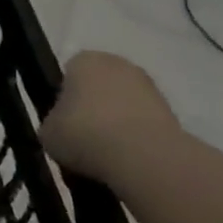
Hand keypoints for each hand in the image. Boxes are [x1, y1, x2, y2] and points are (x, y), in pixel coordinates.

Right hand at [41, 51, 181, 185]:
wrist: (144, 158)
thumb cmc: (84, 134)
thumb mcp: (48, 132)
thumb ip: (52, 123)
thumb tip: (62, 129)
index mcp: (83, 60)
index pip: (68, 74)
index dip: (64, 100)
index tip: (63, 124)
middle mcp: (118, 64)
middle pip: (99, 87)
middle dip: (93, 110)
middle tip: (83, 141)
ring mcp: (150, 87)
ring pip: (124, 107)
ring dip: (117, 126)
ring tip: (107, 158)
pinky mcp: (174, 114)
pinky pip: (145, 125)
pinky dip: (138, 141)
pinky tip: (129, 163)